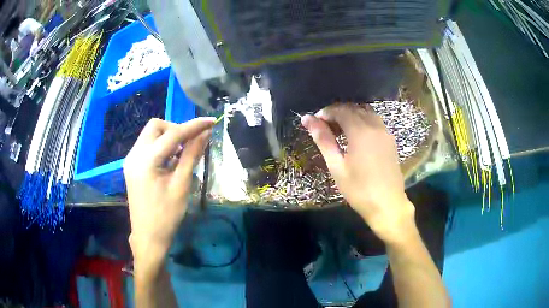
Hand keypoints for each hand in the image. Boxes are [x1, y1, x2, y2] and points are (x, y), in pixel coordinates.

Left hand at [124, 117, 214, 261]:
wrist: (148, 237)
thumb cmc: (166, 216)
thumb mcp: (181, 185)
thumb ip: (192, 155)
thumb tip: (205, 133)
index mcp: (146, 161)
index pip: (172, 134)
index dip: (194, 125)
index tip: (211, 121)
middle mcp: (134, 155)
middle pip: (155, 126)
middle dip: (176, 128)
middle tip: (192, 142)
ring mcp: (131, 160)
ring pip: (150, 134)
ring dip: (168, 137)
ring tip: (183, 152)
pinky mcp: (132, 166)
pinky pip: (147, 146)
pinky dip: (161, 146)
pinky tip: (171, 160)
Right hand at [301, 104, 415, 243]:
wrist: (387, 204)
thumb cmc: (359, 189)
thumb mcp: (337, 166)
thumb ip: (323, 139)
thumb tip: (307, 119)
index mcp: (360, 131)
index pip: (341, 110)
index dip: (326, 113)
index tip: (315, 122)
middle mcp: (375, 126)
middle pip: (354, 109)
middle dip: (337, 113)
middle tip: (325, 127)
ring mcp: (385, 132)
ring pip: (366, 113)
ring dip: (351, 116)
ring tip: (339, 130)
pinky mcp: (390, 140)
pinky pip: (375, 121)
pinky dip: (363, 121)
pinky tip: (356, 136)